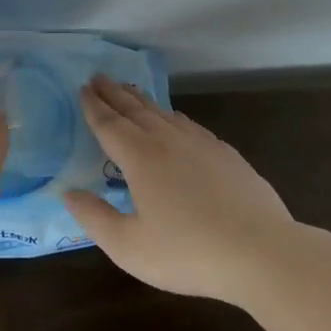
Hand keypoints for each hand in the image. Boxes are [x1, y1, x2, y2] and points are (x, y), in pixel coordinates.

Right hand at [62, 75, 294, 302]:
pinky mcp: (226, 155)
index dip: (93, 106)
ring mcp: (201, 144)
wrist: (261, 252)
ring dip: (141, 100)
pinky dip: (172, 115)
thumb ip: (94, 218)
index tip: (83, 88)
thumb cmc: (188, 252)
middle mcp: (168, 141)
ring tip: (129, 90)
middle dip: (114, 93)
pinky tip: (174, 119)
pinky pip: (189, 125)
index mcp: (140, 158)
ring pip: (163, 113)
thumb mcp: (128, 246)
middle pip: (135, 110)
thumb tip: (69, 192)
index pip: (109, 124)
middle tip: (99, 77)